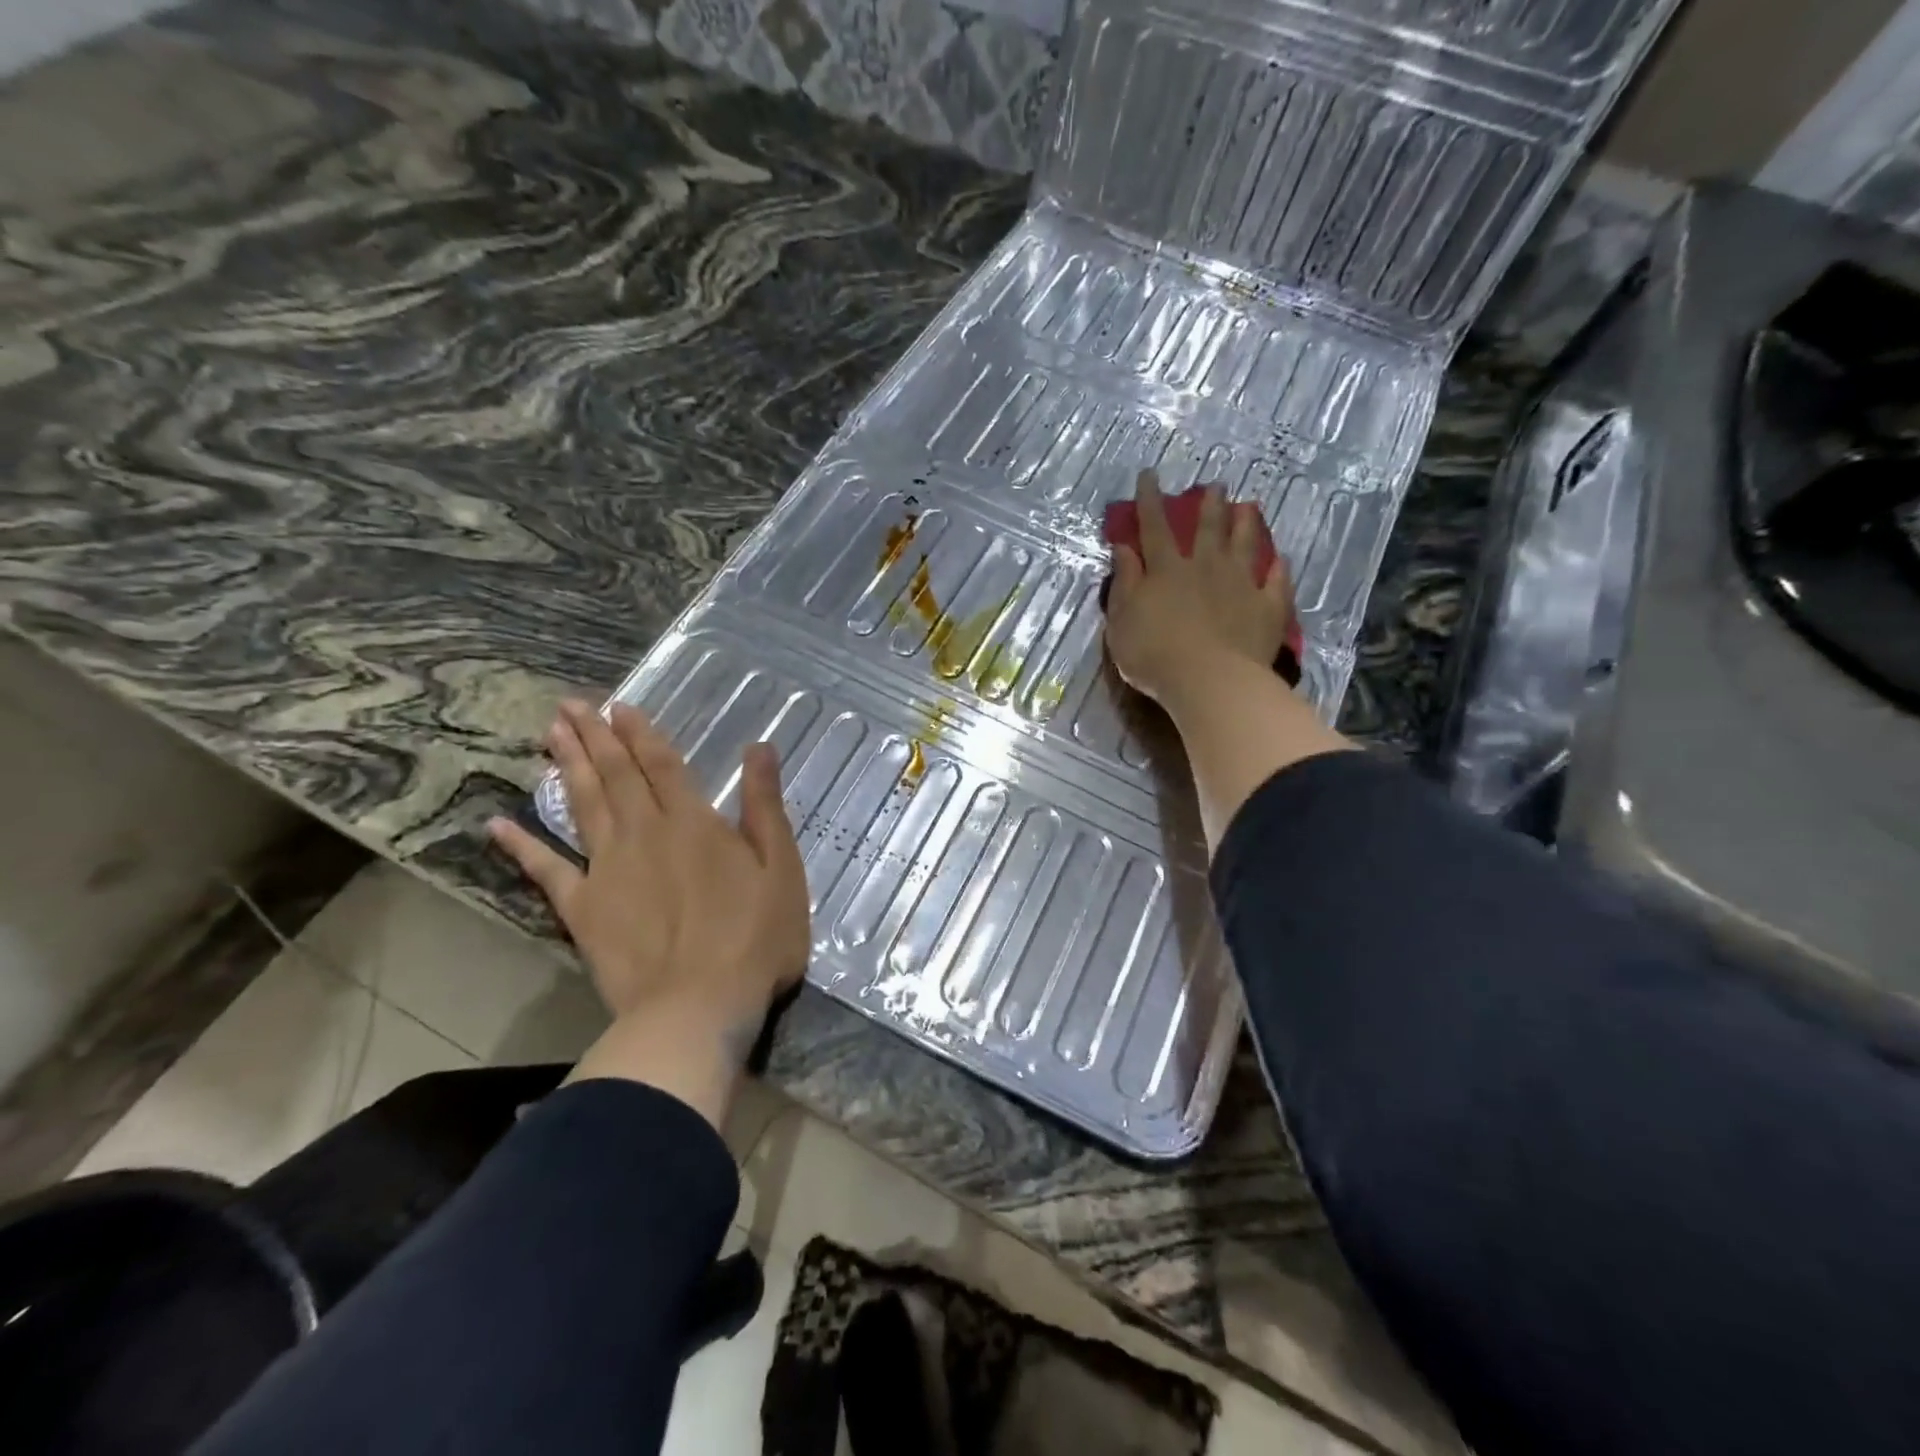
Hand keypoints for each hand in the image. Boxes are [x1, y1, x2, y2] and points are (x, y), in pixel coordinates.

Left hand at [488, 700, 810, 1122]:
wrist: (698, 1007)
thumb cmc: (754, 938)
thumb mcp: (780, 867)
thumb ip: (765, 805)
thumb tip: (759, 746)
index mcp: (693, 822)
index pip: (662, 765)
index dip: (641, 733)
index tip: (619, 706)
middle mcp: (644, 833)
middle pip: (616, 776)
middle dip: (594, 737)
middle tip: (570, 705)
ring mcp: (607, 869)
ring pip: (583, 806)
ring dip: (567, 768)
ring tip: (548, 734)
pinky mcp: (583, 909)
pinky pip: (547, 871)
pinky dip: (522, 847)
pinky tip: (498, 825)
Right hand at [1104, 471, 1295, 713]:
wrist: (1210, 680)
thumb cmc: (1154, 654)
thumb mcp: (1122, 620)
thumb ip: (1125, 582)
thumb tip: (1124, 548)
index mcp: (1166, 571)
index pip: (1154, 528)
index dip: (1150, 501)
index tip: (1150, 475)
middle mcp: (1205, 568)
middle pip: (1207, 530)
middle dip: (1209, 505)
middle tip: (1216, 485)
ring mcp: (1240, 585)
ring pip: (1244, 546)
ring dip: (1246, 525)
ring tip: (1250, 506)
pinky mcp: (1267, 608)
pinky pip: (1276, 582)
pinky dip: (1277, 569)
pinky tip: (1280, 559)